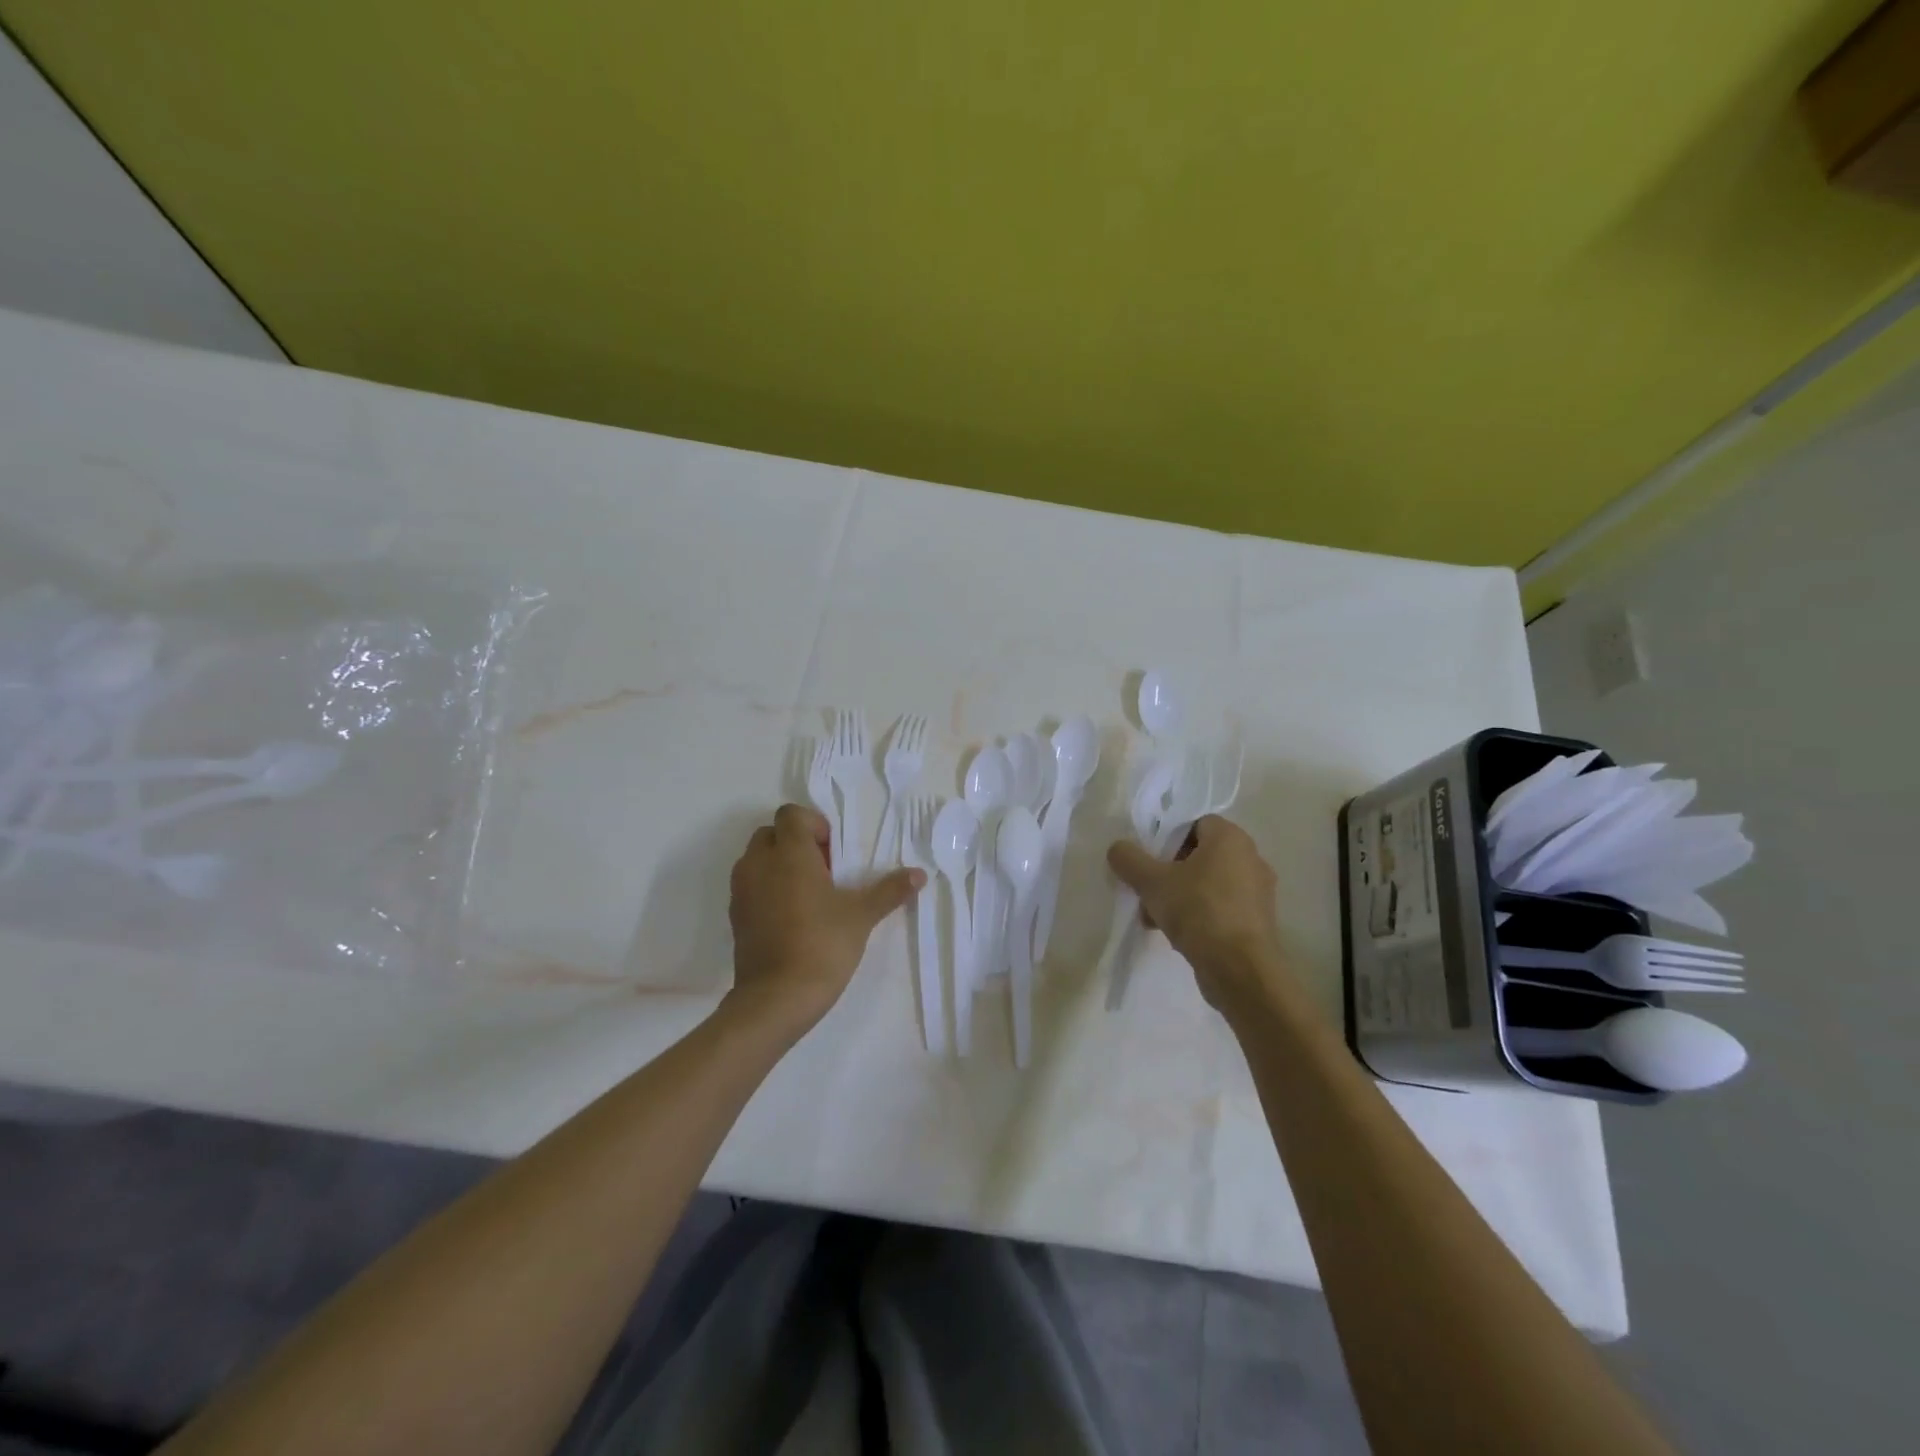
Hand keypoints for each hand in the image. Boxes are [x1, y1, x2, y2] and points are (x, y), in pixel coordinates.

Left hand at [726, 803, 922, 1033]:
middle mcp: (758, 863)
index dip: (814, 825)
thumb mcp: (861, 916)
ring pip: (757, 859)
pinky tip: (792, 917)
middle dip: (796, 843)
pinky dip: (767, 889)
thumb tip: (919, 874)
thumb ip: (889, 890)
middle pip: (772, 833)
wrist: (776, 998)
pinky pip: (751, 886)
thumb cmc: (821, 945)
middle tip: (824, 872)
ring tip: (809, 895)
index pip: (791, 814)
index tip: (833, 853)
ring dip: (780, 865)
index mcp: (788, 853)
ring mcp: (741, 890)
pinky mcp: (735, 915)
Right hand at [1107, 815, 1291, 1019]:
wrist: (1240, 969)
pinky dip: (1200, 916)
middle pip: (1199, 855)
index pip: (1195, 824)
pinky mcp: (1258, 922)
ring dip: (1181, 896)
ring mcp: (1258, 892)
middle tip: (1148, 890)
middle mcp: (1250, 858)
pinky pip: (1221, 908)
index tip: (1150, 861)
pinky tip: (1178, 935)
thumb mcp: (1151, 882)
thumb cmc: (1198, 911)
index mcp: (1231, 838)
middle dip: (1170, 872)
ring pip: (1208, 884)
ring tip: (1155, 918)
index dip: (1168, 838)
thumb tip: (1117, 848)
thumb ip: (1129, 859)